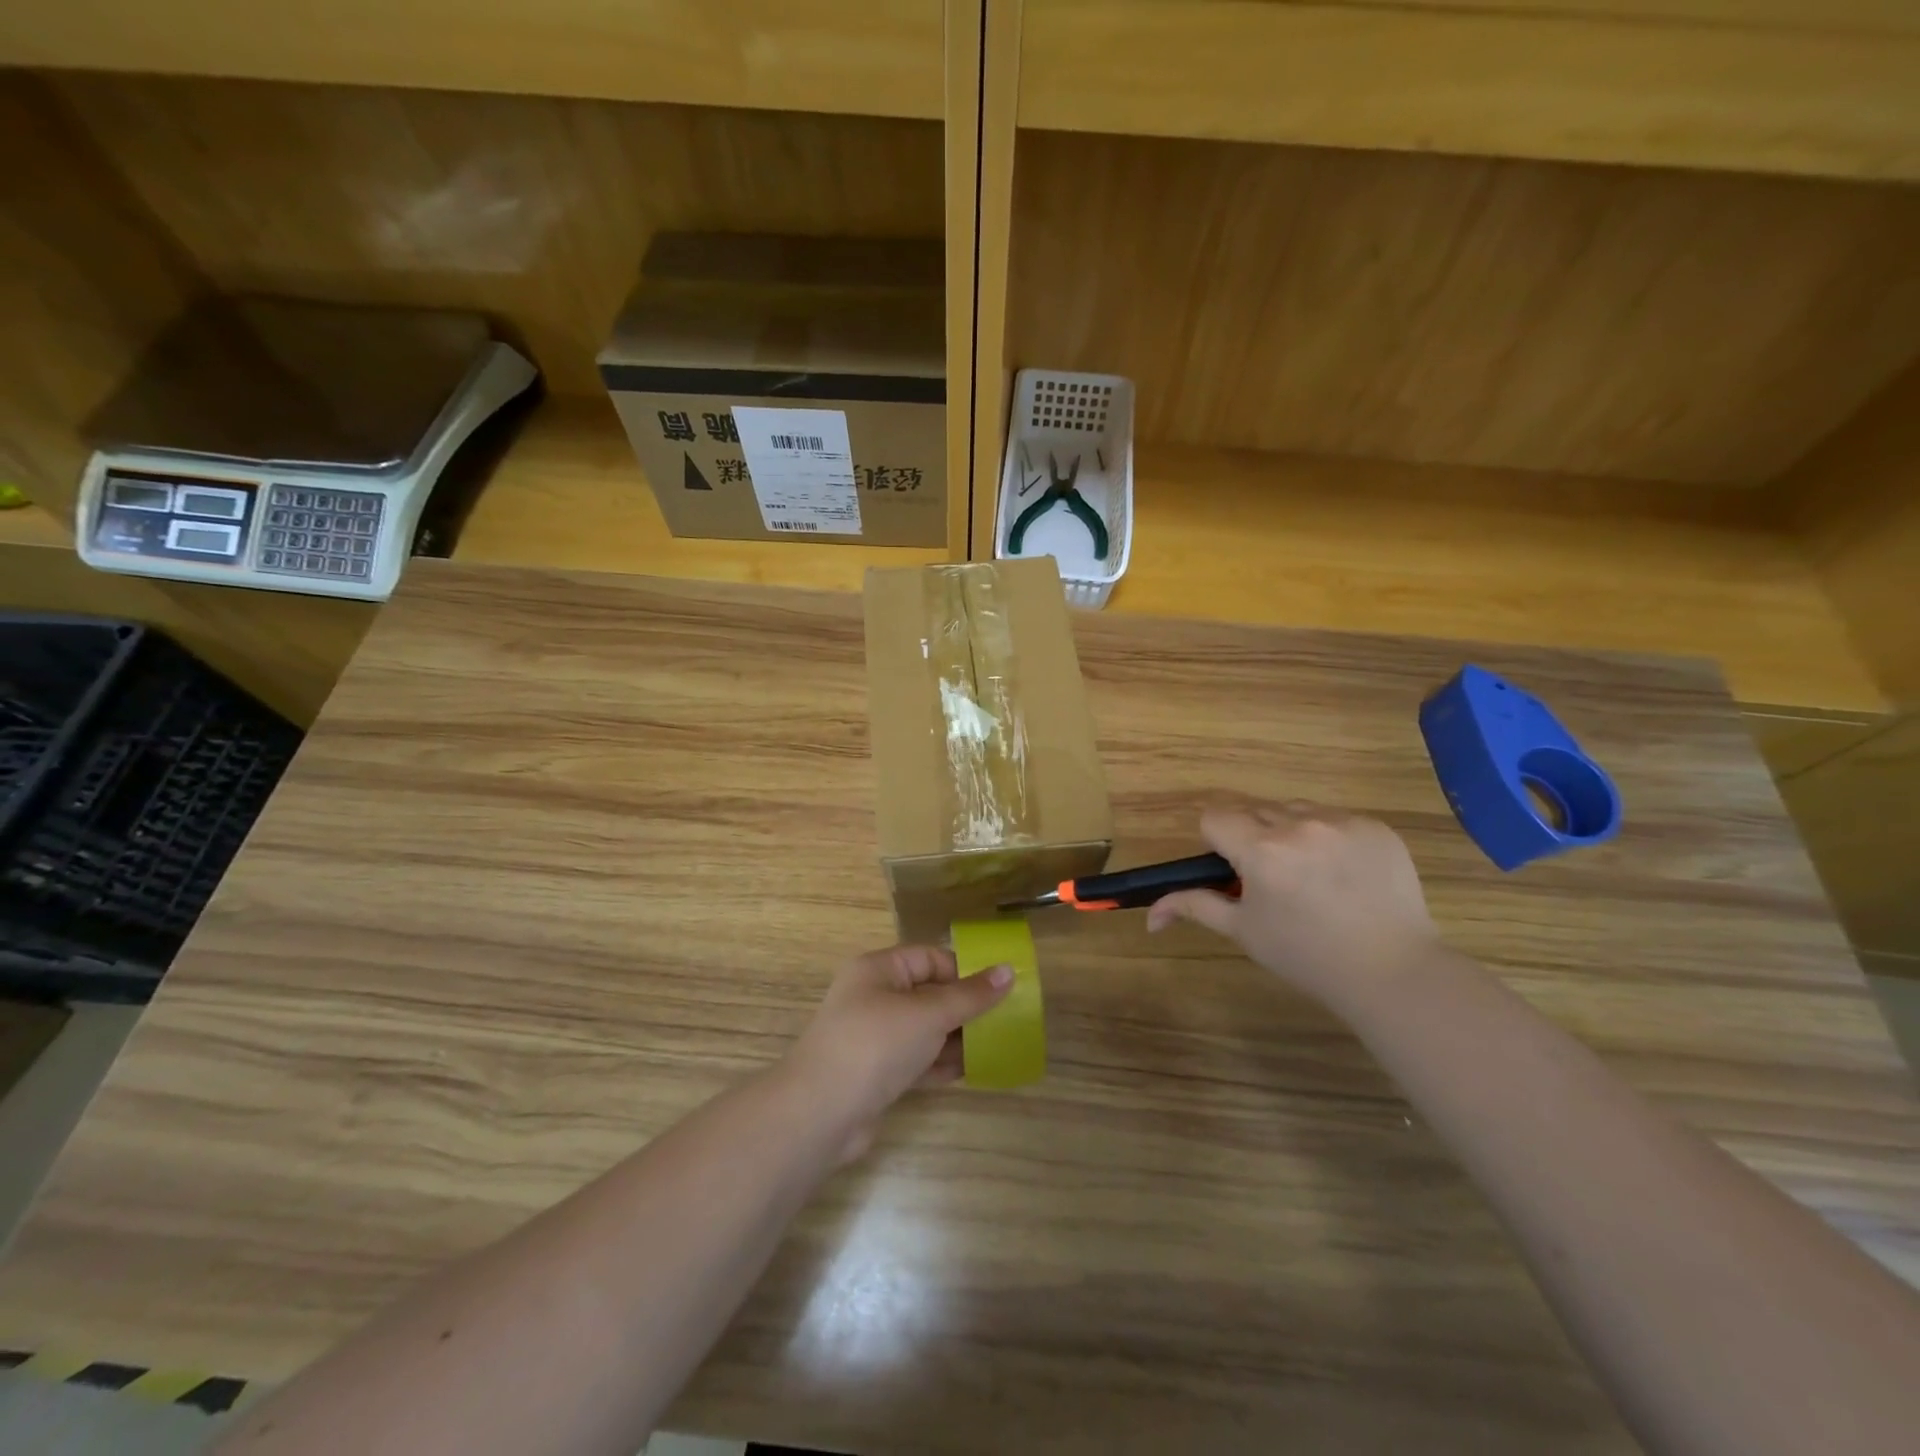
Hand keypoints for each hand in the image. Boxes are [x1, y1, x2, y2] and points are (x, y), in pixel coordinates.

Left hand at [787, 945, 1012, 1159]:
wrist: (820, 1114)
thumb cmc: (875, 1045)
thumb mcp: (928, 1014)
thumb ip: (970, 996)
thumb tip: (1008, 970)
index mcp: (879, 970)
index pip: (929, 958)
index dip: (964, 971)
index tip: (999, 989)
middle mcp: (873, 997)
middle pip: (928, 994)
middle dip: (964, 1007)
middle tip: (1004, 1020)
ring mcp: (873, 1037)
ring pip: (924, 1029)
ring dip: (956, 1038)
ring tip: (995, 1046)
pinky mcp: (875, 1073)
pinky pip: (916, 1059)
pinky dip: (939, 1063)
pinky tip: (969, 1071)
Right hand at [1147, 801, 1441, 1011]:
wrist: (1394, 971)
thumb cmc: (1307, 956)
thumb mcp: (1244, 931)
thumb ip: (1195, 907)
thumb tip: (1150, 914)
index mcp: (1261, 850)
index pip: (1214, 816)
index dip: (1215, 840)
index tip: (1232, 869)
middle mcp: (1299, 825)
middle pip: (1254, 809)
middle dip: (1251, 836)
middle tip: (1270, 878)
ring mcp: (1343, 822)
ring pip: (1295, 810)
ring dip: (1289, 831)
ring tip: (1310, 875)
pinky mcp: (1376, 827)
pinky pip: (1335, 818)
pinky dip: (1329, 838)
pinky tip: (1344, 875)